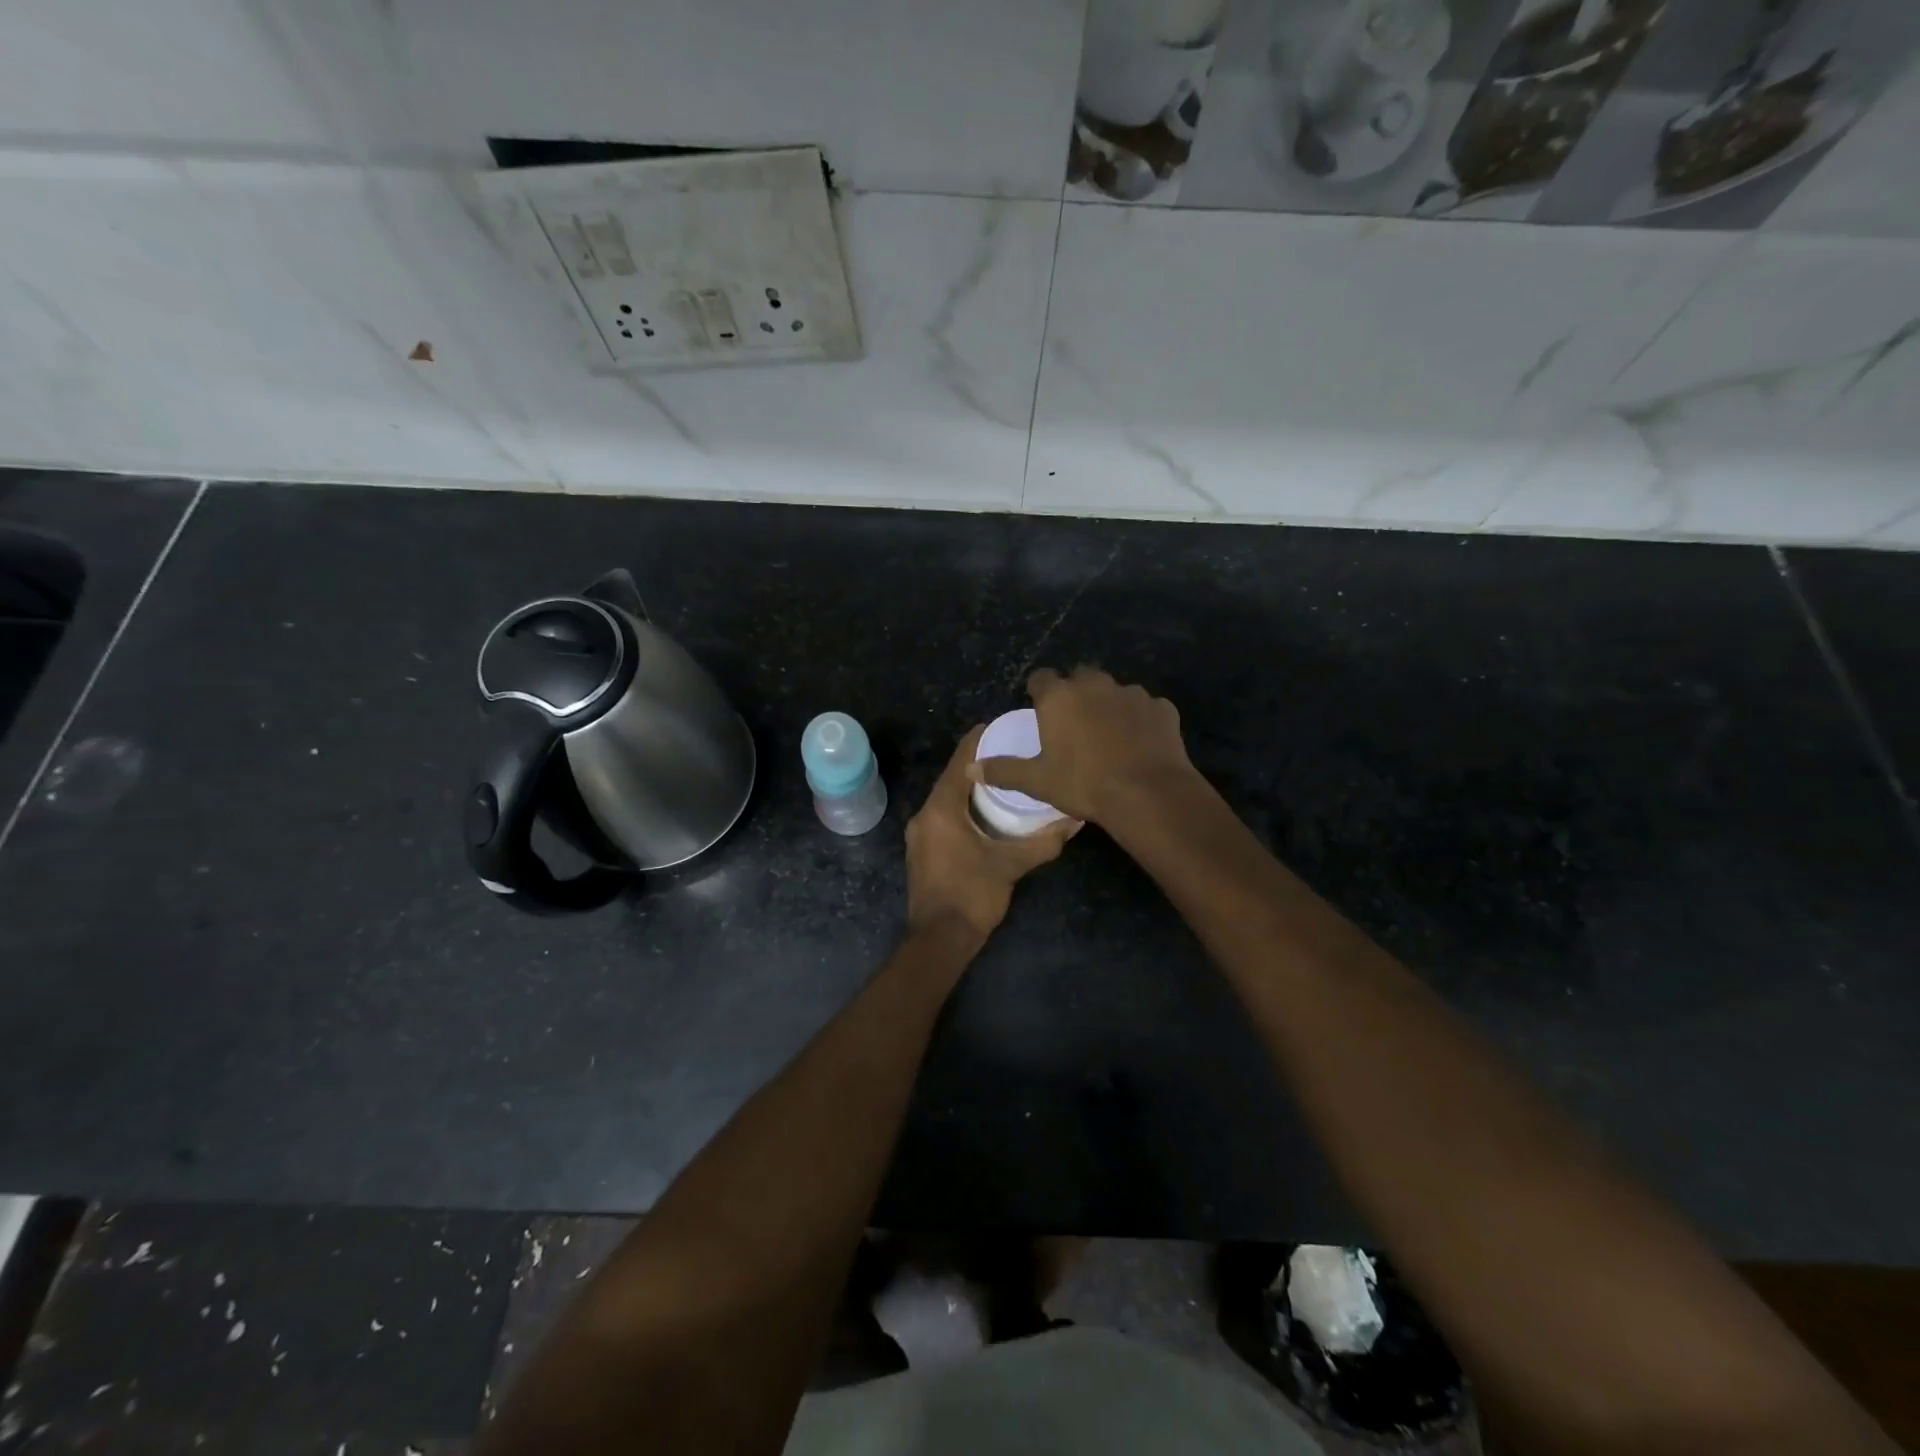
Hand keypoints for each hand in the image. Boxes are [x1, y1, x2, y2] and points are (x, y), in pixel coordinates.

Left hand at [906, 725, 1077, 945]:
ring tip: (1001, 779)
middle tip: (1008, 752)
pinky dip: (961, 808)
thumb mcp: (1012, 866)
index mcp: (941, 810)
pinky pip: (942, 817)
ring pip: (946, 800)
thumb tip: (1076, 820)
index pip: (959, 764)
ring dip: (969, 788)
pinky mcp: (923, 852)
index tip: (997, 726)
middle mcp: (924, 816)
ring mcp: (920, 835)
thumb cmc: (972, 896)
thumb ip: (1043, 841)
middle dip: (977, 764)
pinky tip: (983, 813)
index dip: (976, 742)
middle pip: (951, 779)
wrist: (939, 940)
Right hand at [969, 667, 1198, 825]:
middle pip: (1080, 677)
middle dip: (1075, 692)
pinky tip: (1139, 743)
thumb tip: (970, 767)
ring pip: (1114, 691)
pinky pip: (1146, 708)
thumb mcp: (1038, 781)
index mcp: (1059, 697)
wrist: (1147, 793)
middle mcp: (1095, 684)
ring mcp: (1132, 693)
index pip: (1041, 678)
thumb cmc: (1084, 784)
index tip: (1039, 709)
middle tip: (1073, 723)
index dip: (1038, 692)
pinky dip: (1140, 720)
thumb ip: (1004, 770)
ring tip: (1109, 735)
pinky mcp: (1161, 708)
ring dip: (1109, 705)